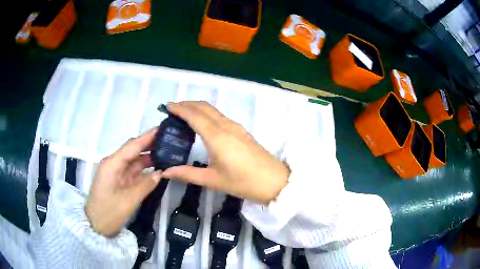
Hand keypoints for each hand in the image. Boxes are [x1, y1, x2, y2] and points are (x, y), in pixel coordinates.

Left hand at [85, 128, 162, 236]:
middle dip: (150, 145)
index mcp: (112, 164)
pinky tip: (158, 168)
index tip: (162, 128)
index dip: (147, 137)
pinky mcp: (120, 181)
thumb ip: (146, 185)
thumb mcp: (129, 200)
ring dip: (149, 158)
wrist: (96, 225)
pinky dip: (145, 170)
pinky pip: (134, 171)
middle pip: (133, 151)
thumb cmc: (109, 212)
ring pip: (135, 161)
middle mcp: (114, 164)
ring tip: (167, 153)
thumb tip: (161, 173)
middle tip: (169, 140)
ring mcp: (117, 173)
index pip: (132, 146)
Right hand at [163, 101, 289, 203]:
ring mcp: (236, 127)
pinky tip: (203, 124)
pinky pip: (220, 116)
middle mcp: (226, 126)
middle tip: (173, 109)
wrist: (274, 181)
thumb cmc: (243, 182)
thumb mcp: (213, 180)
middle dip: (187, 104)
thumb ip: (187, 174)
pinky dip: (207, 114)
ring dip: (198, 108)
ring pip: (213, 110)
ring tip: (184, 115)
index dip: (180, 108)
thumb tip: (165, 172)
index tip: (167, 106)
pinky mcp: (242, 131)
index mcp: (216, 136)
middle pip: (204, 107)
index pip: (194, 115)